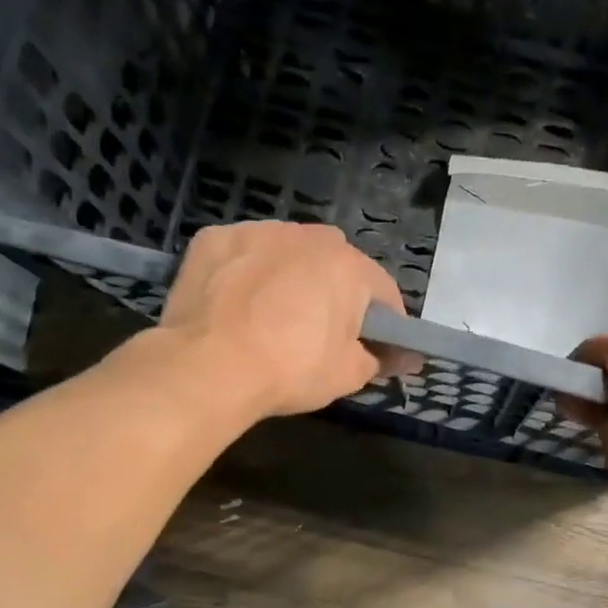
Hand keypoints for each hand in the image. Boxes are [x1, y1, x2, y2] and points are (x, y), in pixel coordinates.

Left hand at [156, 221, 414, 417]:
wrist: (209, 366)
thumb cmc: (291, 369)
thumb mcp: (348, 375)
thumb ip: (378, 359)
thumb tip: (399, 357)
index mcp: (349, 266)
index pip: (383, 292)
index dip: (387, 324)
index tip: (380, 349)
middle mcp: (308, 236)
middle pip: (335, 265)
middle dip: (336, 293)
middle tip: (324, 334)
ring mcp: (258, 231)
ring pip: (287, 253)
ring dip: (290, 277)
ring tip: (274, 317)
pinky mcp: (214, 239)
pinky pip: (244, 255)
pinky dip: (247, 273)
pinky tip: (237, 305)